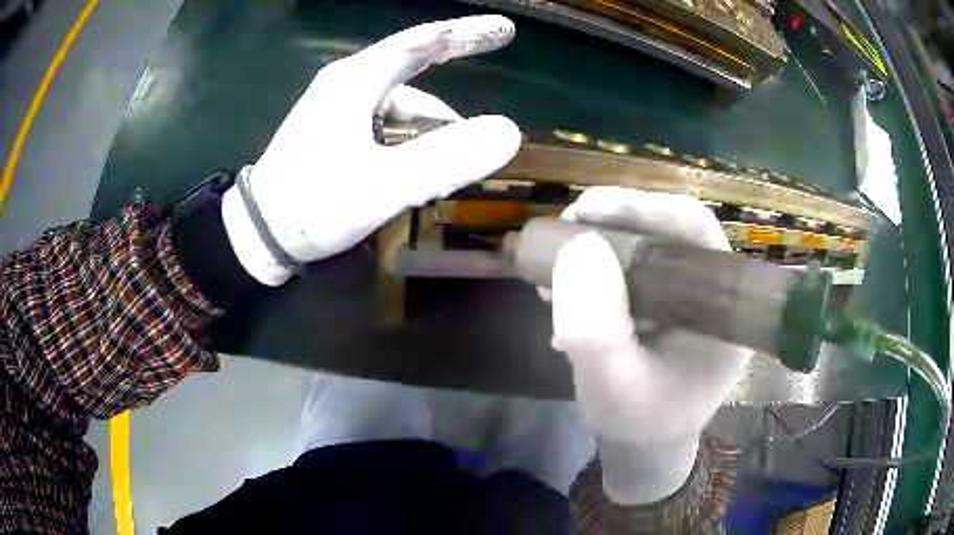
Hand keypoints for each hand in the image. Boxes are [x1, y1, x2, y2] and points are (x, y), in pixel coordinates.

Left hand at [222, 16, 520, 284]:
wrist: (257, 234)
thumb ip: (444, 159)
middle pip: (412, 68)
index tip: (503, 31)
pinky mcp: (333, 131)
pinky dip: (408, 140)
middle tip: (487, 89)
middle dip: (452, 76)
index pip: (421, 42)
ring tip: (447, 168)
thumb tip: (508, 132)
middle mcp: (347, 84)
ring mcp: (337, 107)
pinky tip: (415, 168)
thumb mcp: (381, 186)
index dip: (466, 33)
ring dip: (429, 129)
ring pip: (400, 105)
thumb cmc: (312, 205)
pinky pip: (384, 123)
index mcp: (356, 81)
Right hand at [548, 187, 751, 504]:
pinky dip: (596, 270)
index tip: (586, 209)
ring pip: (647, 245)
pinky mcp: (669, 301)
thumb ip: (595, 327)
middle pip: (668, 230)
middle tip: (562, 233)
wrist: (647, 442)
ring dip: (596, 248)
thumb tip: (579, 247)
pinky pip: (633, 268)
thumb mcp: (611, 386)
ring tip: (551, 270)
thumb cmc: (639, 421)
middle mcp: (715, 290)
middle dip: (610, 225)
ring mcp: (691, 294)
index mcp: (724, 307)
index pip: (694, 229)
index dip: (642, 207)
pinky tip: (564, 288)